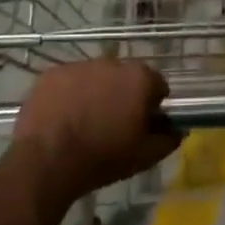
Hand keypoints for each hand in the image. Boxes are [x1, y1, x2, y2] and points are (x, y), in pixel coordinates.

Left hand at [10, 60, 177, 205]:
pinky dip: (69, 94)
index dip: (153, 105)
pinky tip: (63, 118)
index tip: (144, 124)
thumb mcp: (146, 156)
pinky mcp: (51, 74)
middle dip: (123, 95)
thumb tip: (178, 129)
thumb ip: (169, 138)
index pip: (157, 85)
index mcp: (139, 78)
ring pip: (95, 78)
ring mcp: (78, 66)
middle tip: (114, 124)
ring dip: (96, 92)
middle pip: (125, 78)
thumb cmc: (103, 157)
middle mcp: (111, 63)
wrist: (47, 161)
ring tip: (85, 122)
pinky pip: (68, 82)